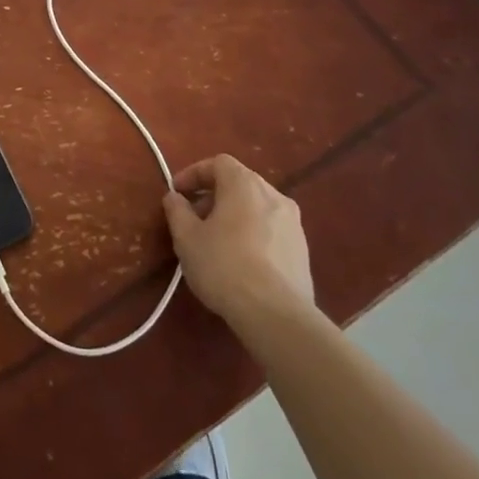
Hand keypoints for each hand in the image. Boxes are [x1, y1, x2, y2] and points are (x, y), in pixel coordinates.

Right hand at [163, 155, 315, 327]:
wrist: (276, 314)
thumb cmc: (224, 266)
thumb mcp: (187, 237)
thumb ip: (177, 210)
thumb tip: (175, 197)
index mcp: (244, 184)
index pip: (218, 163)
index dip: (194, 174)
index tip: (177, 193)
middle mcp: (273, 195)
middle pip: (238, 183)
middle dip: (213, 196)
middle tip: (194, 218)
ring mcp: (293, 223)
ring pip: (256, 207)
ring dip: (234, 215)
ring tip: (216, 241)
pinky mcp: (303, 250)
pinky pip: (271, 229)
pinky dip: (253, 233)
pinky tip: (241, 261)